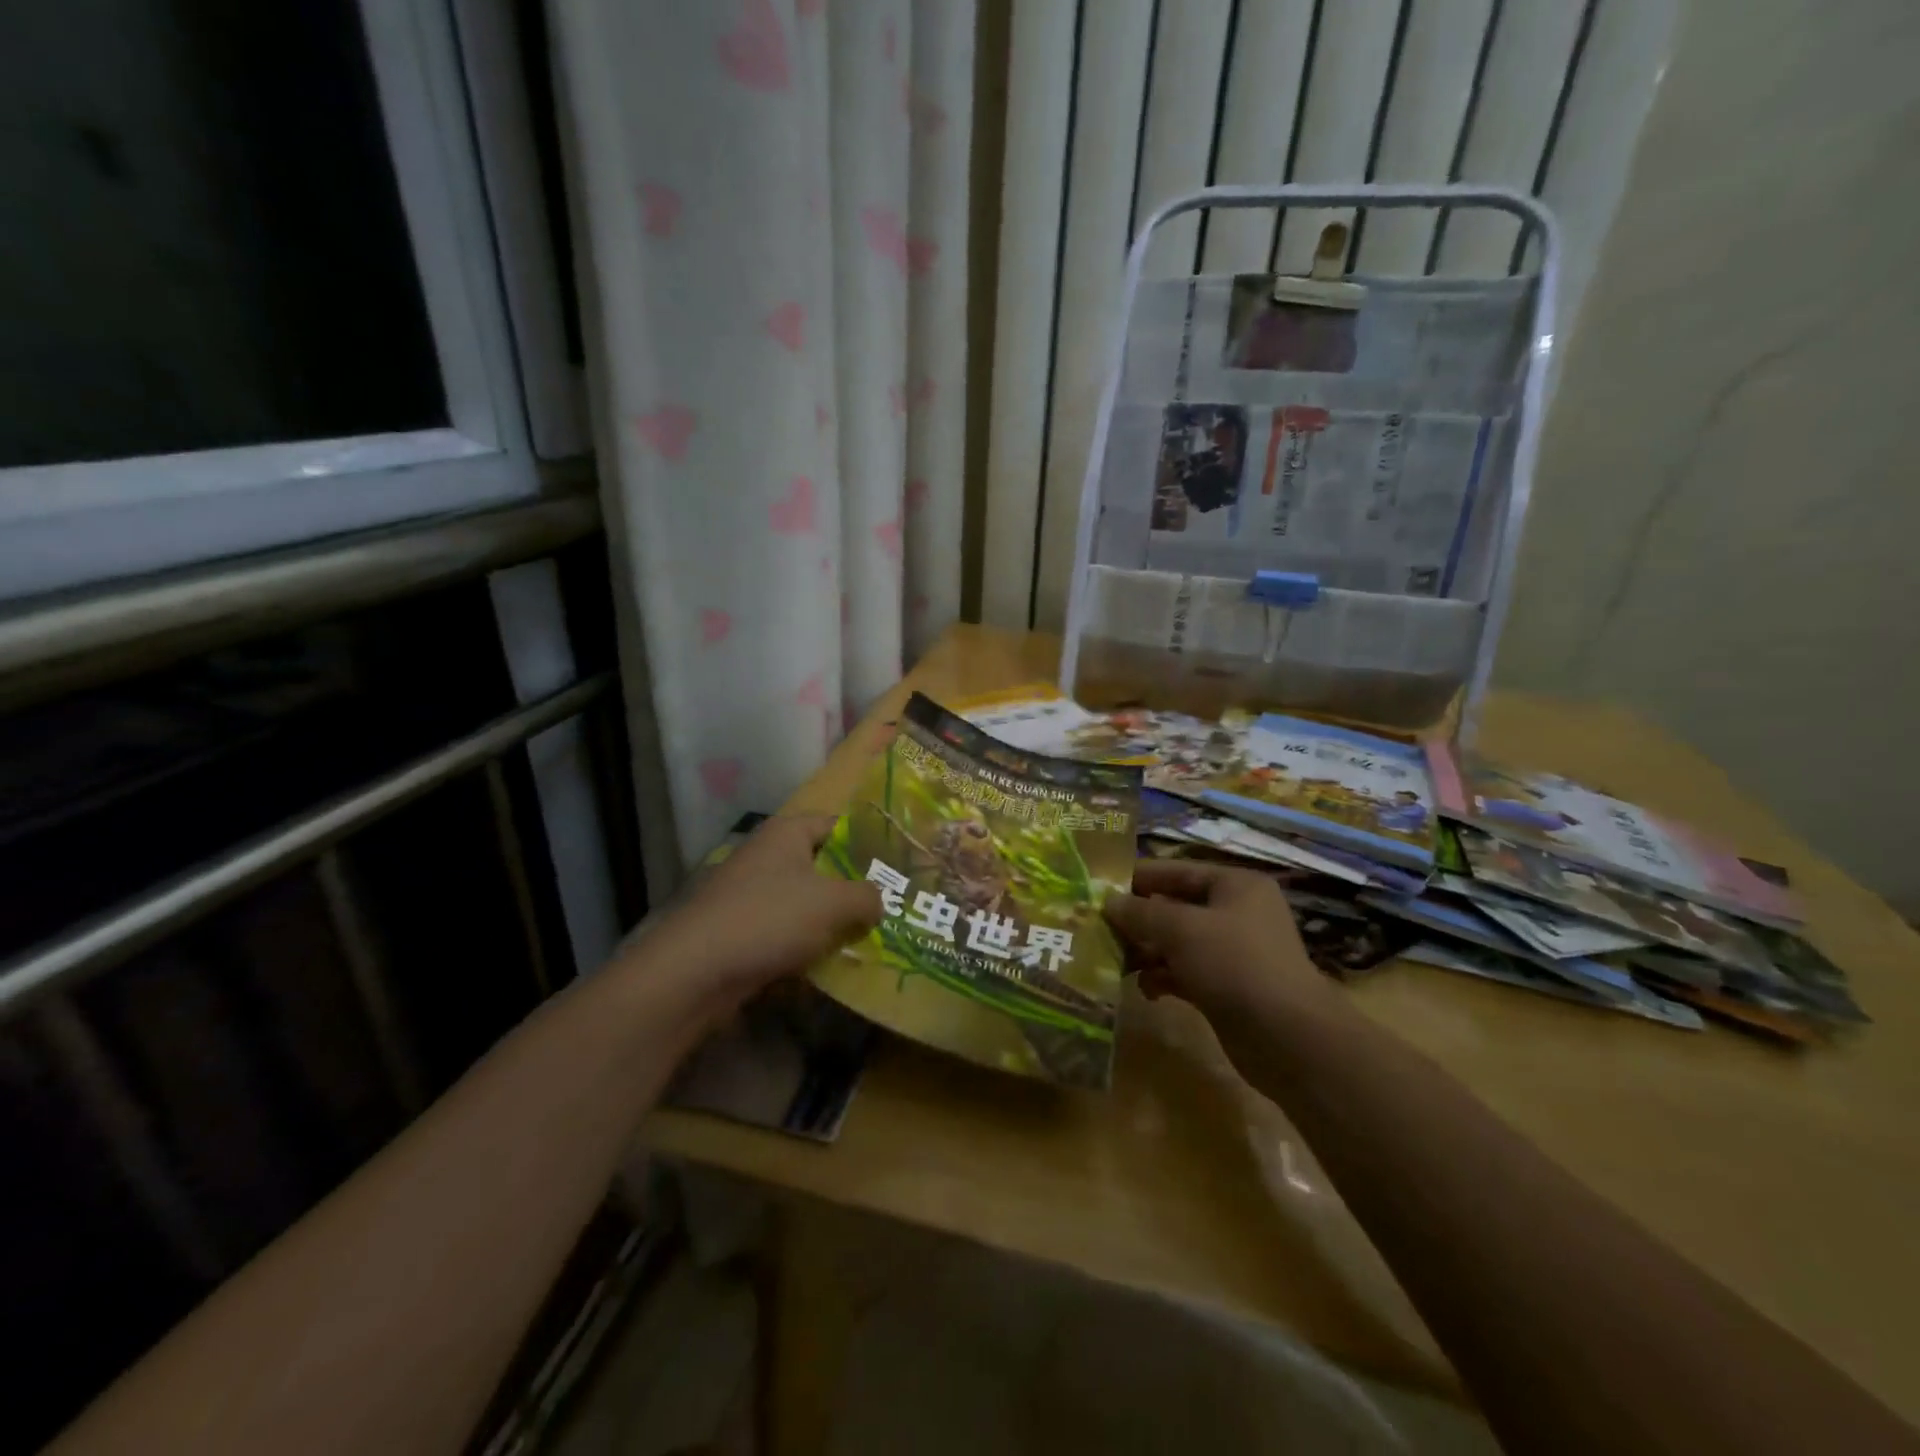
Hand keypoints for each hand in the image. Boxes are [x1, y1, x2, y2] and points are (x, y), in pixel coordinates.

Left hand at [635, 815, 882, 1017]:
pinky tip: (829, 965)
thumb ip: (867, 896)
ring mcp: (750, 893)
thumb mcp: (833, 902)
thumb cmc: (769, 919)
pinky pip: (785, 931)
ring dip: (831, 921)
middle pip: (822, 865)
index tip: (897, 867)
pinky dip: (806, 944)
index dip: (868, 842)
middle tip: (890, 907)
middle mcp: (767, 855)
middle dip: (853, 888)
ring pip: (804, 902)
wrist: (695, 972)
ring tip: (868, 939)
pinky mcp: (740, 930)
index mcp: (787, 833)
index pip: (837, 824)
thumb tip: (879, 902)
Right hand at [1103, 859, 1336, 1026]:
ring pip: (1177, 942)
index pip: (1177, 871)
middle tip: (1099, 929)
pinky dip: (1164, 977)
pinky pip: (1185, 972)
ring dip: (1147, 951)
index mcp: (1235, 886)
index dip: (1138, 878)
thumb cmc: (1235, 964)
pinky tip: (1146, 989)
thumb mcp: (1181, 929)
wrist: (1288, 1038)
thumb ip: (1141, 913)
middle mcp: (1236, 912)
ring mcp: (1233, 952)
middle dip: (1138, 920)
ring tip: (1115, 962)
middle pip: (1175, 907)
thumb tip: (1108, 902)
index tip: (1099, 888)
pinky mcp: (1227, 987)